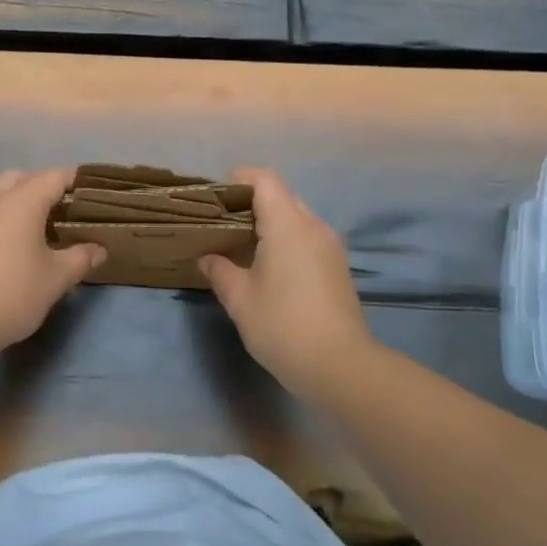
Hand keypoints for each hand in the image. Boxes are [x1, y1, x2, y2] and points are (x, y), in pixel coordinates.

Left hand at [0, 168, 105, 354]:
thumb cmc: (11, 293)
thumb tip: (100, 249)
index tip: (94, 192)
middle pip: (24, 177)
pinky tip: (16, 242)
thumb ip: (80, 258)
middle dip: (46, 186)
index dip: (76, 180)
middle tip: (67, 209)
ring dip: (22, 199)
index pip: (55, 177)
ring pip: (1, 192)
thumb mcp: (55, 278)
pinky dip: (5, 215)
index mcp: (22, 201)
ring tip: (42, 225)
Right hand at [198, 167, 376, 397]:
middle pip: (281, 195)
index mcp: (288, 225)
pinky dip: (285, 240)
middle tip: (223, 226)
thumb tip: (207, 257)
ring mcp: (330, 246)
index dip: (238, 179)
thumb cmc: (282, 326)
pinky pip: (307, 237)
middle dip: (250, 203)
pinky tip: (268, 268)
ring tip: (242, 248)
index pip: (264, 179)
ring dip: (269, 223)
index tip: (216, 200)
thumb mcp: (239, 299)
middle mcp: (313, 226)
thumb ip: (220, 270)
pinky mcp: (337, 266)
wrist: (339, 366)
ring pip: (296, 217)